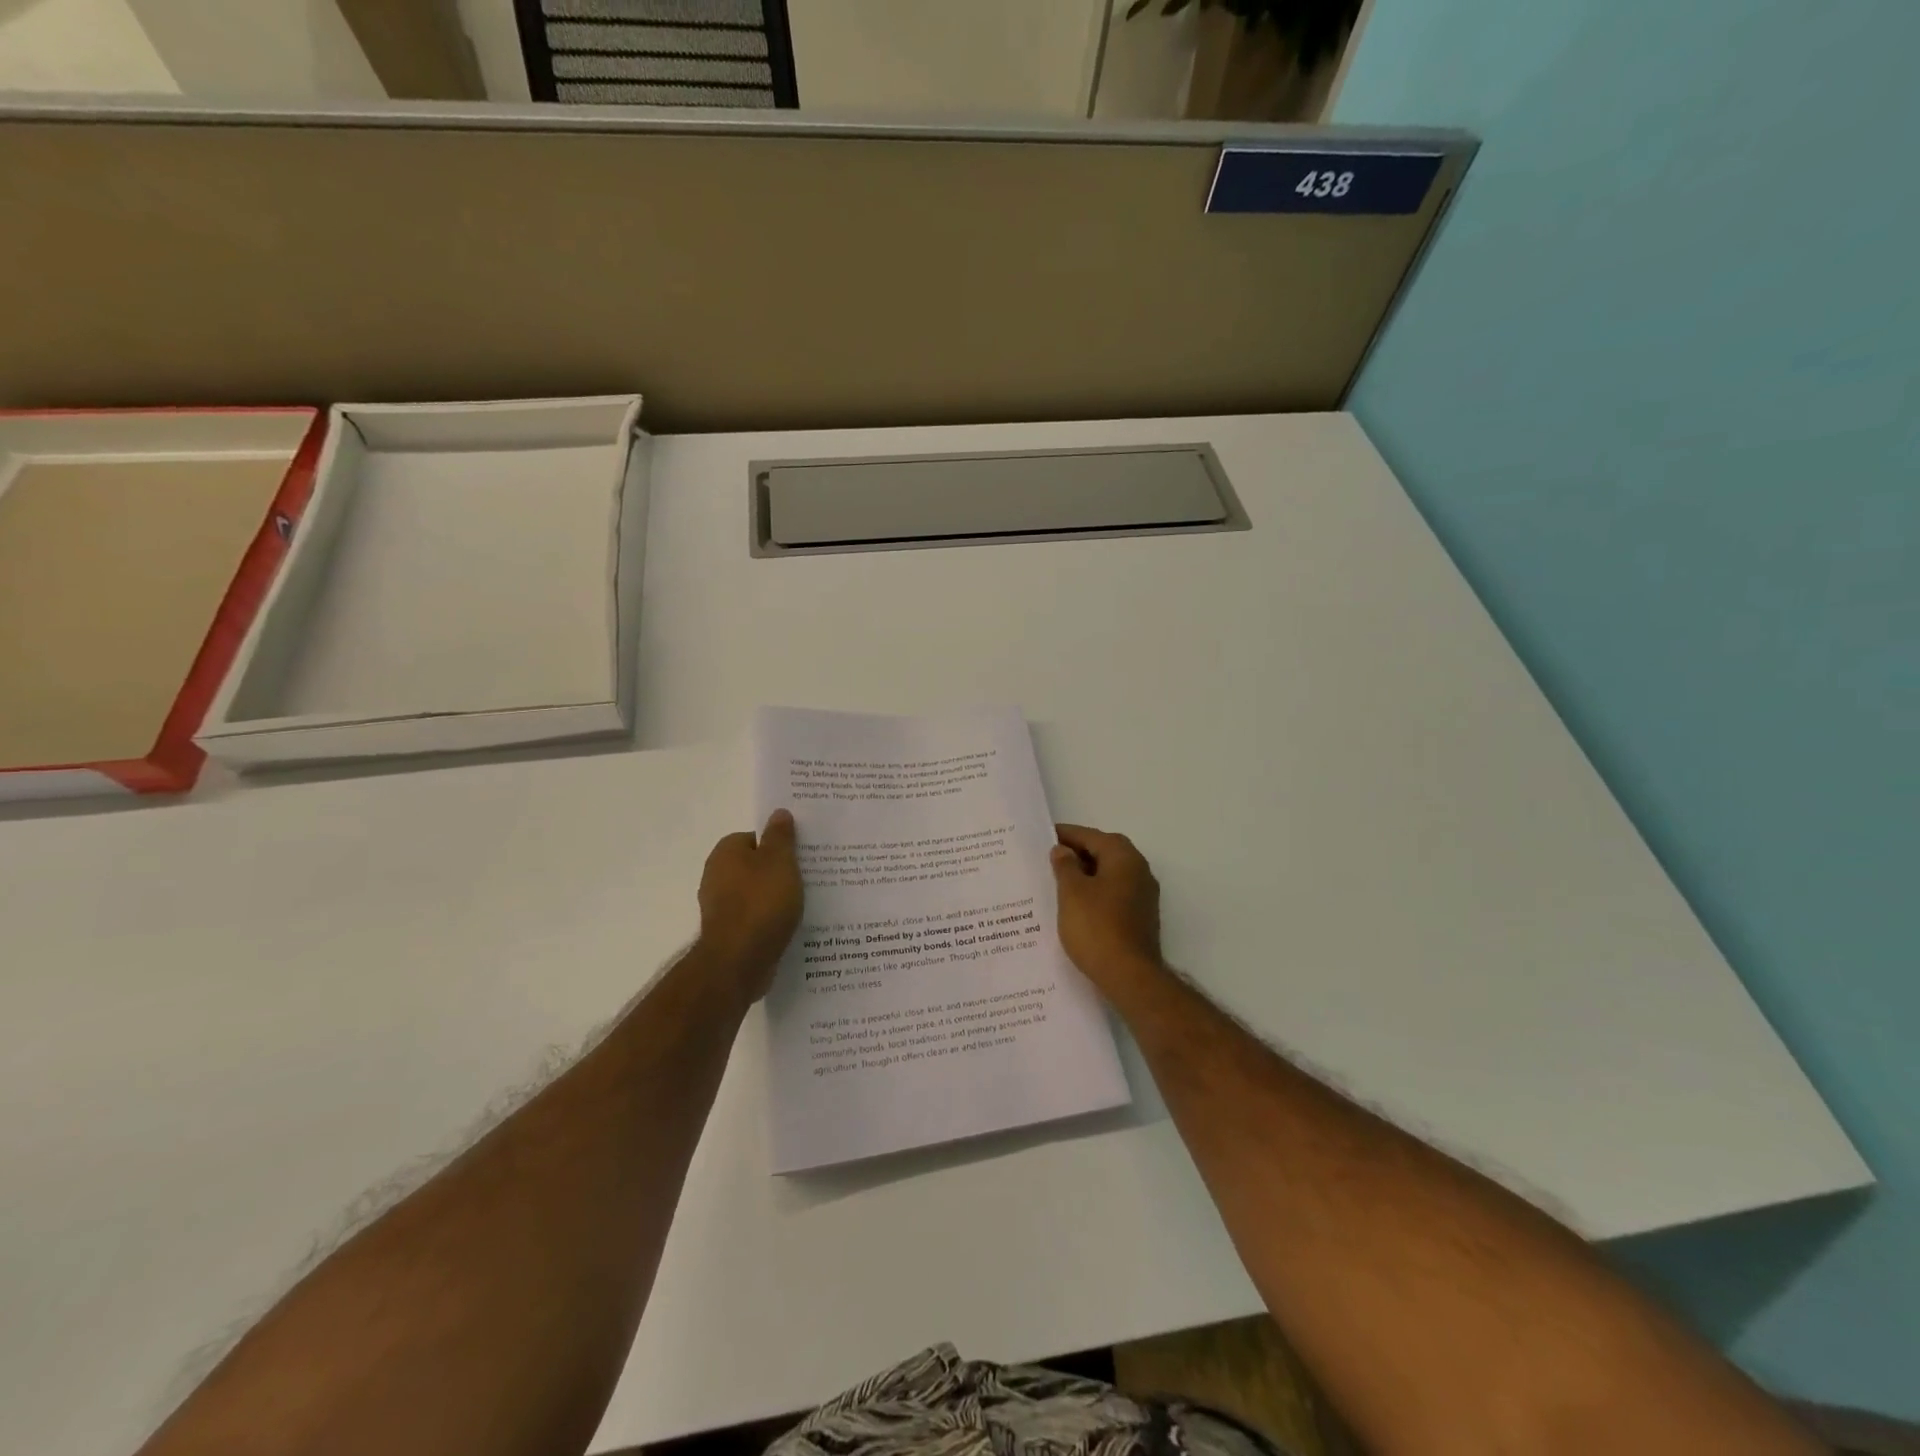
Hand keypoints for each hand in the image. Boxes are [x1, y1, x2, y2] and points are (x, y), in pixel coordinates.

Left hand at [697, 809, 802, 1004]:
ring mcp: (720, 907)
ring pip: (756, 893)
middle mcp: (716, 876)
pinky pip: (755, 918)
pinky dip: (770, 920)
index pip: (755, 838)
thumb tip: (779, 813)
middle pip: (755, 866)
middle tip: (809, 877)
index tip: (801, 855)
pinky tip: (790, 926)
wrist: (738, 961)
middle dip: (779, 872)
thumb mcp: (780, 861)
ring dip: (776, 898)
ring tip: (806, 904)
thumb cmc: (761, 903)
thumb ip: (780, 836)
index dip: (779, 845)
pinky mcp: (729, 933)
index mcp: (726, 852)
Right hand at [1050, 823, 1164, 991]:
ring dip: (1087, 873)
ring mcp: (1143, 895)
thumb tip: (1063, 850)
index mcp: (1124, 857)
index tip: (1044, 835)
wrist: (1129, 976)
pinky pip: (1114, 893)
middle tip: (1050, 856)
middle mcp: (1139, 870)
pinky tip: (1076, 904)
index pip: (1092, 836)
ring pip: (1111, 874)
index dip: (1067, 834)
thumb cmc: (1096, 927)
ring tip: (1058, 880)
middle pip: (1105, 852)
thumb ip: (1065, 866)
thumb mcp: (1071, 892)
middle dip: (1078, 852)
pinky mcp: (1141, 917)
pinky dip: (1096, 891)